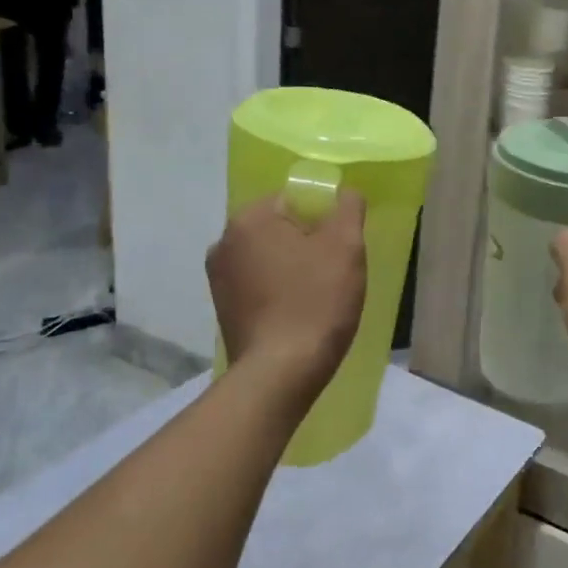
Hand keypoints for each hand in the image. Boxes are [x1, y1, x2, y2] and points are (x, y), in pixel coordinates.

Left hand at [206, 190, 367, 397]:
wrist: (281, 374)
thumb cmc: (316, 301)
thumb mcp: (346, 245)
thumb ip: (348, 207)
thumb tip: (345, 193)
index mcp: (249, 219)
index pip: (294, 198)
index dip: (324, 216)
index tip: (341, 244)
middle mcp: (224, 242)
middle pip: (281, 227)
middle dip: (309, 241)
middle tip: (336, 269)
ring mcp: (219, 279)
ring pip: (271, 256)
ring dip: (295, 267)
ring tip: (320, 294)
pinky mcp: (223, 309)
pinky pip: (260, 284)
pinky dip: (281, 290)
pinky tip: (300, 312)